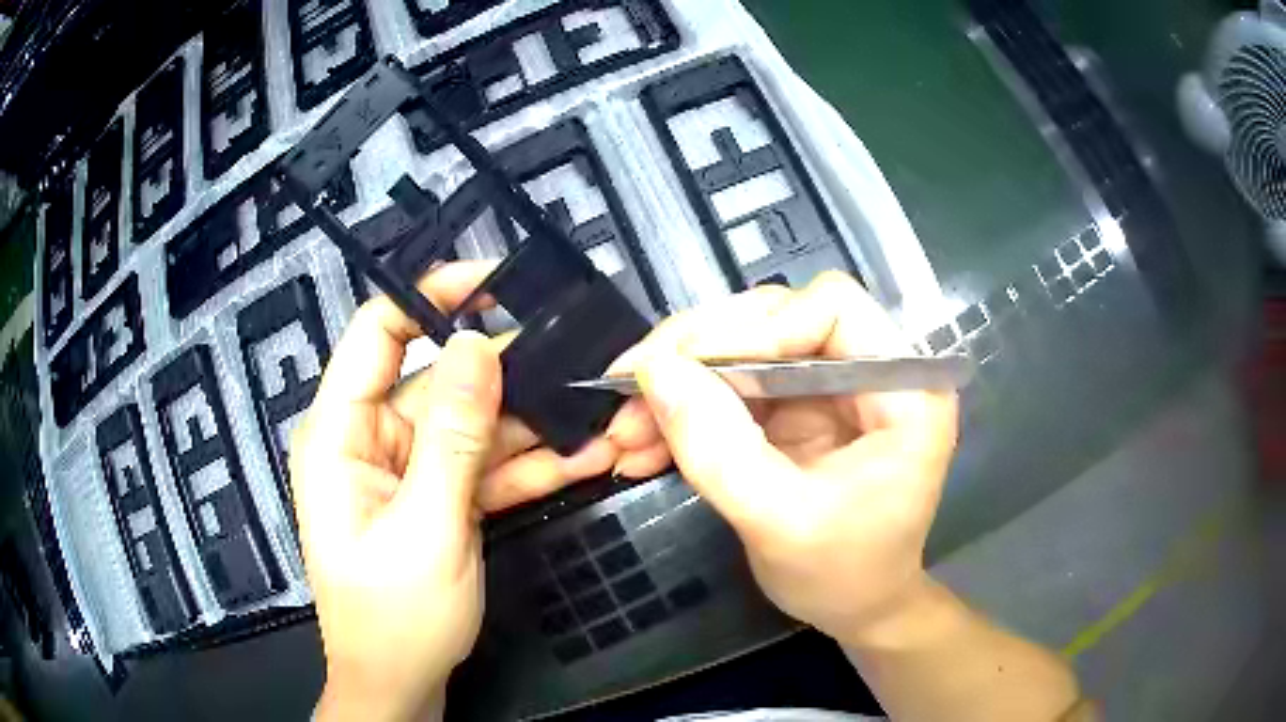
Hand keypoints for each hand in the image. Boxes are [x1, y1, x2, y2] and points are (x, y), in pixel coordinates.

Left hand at [291, 262, 621, 720]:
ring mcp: (410, 469)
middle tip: (578, 365)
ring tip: (597, 422)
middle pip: (444, 382)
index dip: (433, 297)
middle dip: (511, 378)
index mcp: (341, 432)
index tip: (496, 285)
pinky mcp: (438, 497)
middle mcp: (372, 438)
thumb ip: (453, 437)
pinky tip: (580, 459)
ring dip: (533, 428)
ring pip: (474, 426)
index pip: (379, 332)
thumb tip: (477, 347)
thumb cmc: (394, 618)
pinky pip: (484, 467)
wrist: (402, 686)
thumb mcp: (427, 528)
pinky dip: (527, 465)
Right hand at [606, 272, 958, 642]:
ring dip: (677, 384)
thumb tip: (654, 369)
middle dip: (696, 354)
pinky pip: (729, 387)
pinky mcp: (794, 408)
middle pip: (775, 318)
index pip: (832, 308)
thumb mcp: (780, 523)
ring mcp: (827, 386)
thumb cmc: (842, 575)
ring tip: (623, 432)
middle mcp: (869, 368)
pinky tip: (642, 444)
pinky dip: (684, 411)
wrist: (853, 608)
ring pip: (741, 349)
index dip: (759, 328)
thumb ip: (719, 449)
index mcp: (905, 388)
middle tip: (629, 388)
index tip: (690, 370)